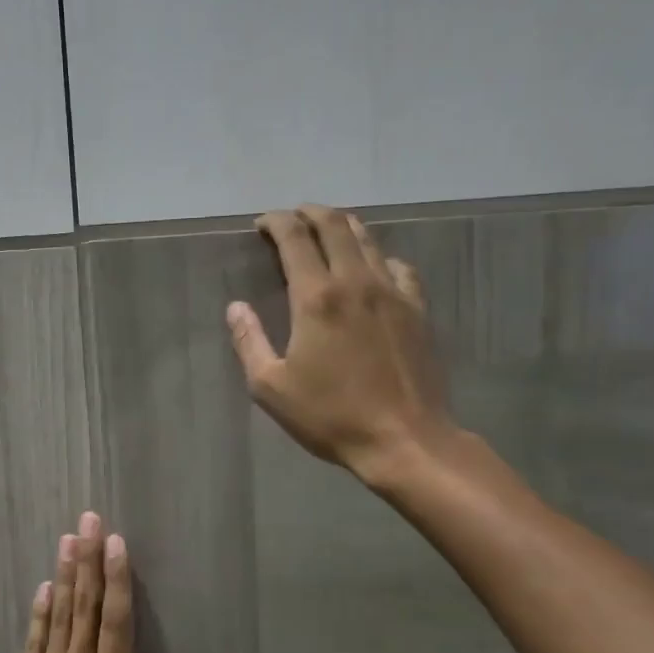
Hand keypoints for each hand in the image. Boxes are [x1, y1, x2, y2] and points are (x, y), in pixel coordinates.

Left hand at [0, 512, 200, 652]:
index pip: (116, 621)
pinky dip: (40, 611)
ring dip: (65, 575)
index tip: (116, 542)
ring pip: (58, 616)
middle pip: (85, 607)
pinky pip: (33, 640)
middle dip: (89, 560)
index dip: (117, 579)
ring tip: (68, 539)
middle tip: (89, 520)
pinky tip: (45, 586)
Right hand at [227, 204, 457, 481]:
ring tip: (327, 230)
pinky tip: (373, 268)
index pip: (295, 238)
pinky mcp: (418, 309)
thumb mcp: (271, 387)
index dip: (276, 222)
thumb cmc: (330, 416)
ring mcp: (392, 293)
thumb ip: (249, 341)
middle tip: (293, 218)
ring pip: (368, 239)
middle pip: (335, 225)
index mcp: (316, 298)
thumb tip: (236, 307)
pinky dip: (378, 256)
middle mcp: (356, 282)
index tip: (262, 224)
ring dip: (343, 226)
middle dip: (309, 213)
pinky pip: (398, 267)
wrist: (404, 439)